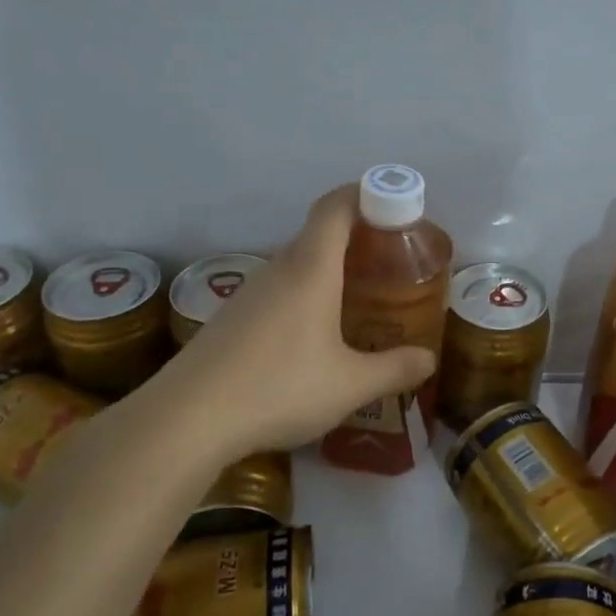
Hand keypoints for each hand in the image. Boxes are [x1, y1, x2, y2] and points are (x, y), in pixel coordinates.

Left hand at [135, 185, 436, 464]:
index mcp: (310, 270)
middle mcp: (278, 271)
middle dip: (355, 238)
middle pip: (317, 235)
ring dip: (327, 270)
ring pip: (295, 265)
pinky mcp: (230, 320)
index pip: (336, 208)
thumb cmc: (279, 388)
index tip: (394, 204)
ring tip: (357, 298)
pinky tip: (312, 336)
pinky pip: (276, 291)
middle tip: (388, 261)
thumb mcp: (350, 385)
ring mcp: (248, 295)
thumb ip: (394, 369)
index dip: (364, 194)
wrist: (186, 420)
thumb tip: (429, 359)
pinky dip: (303, 296)